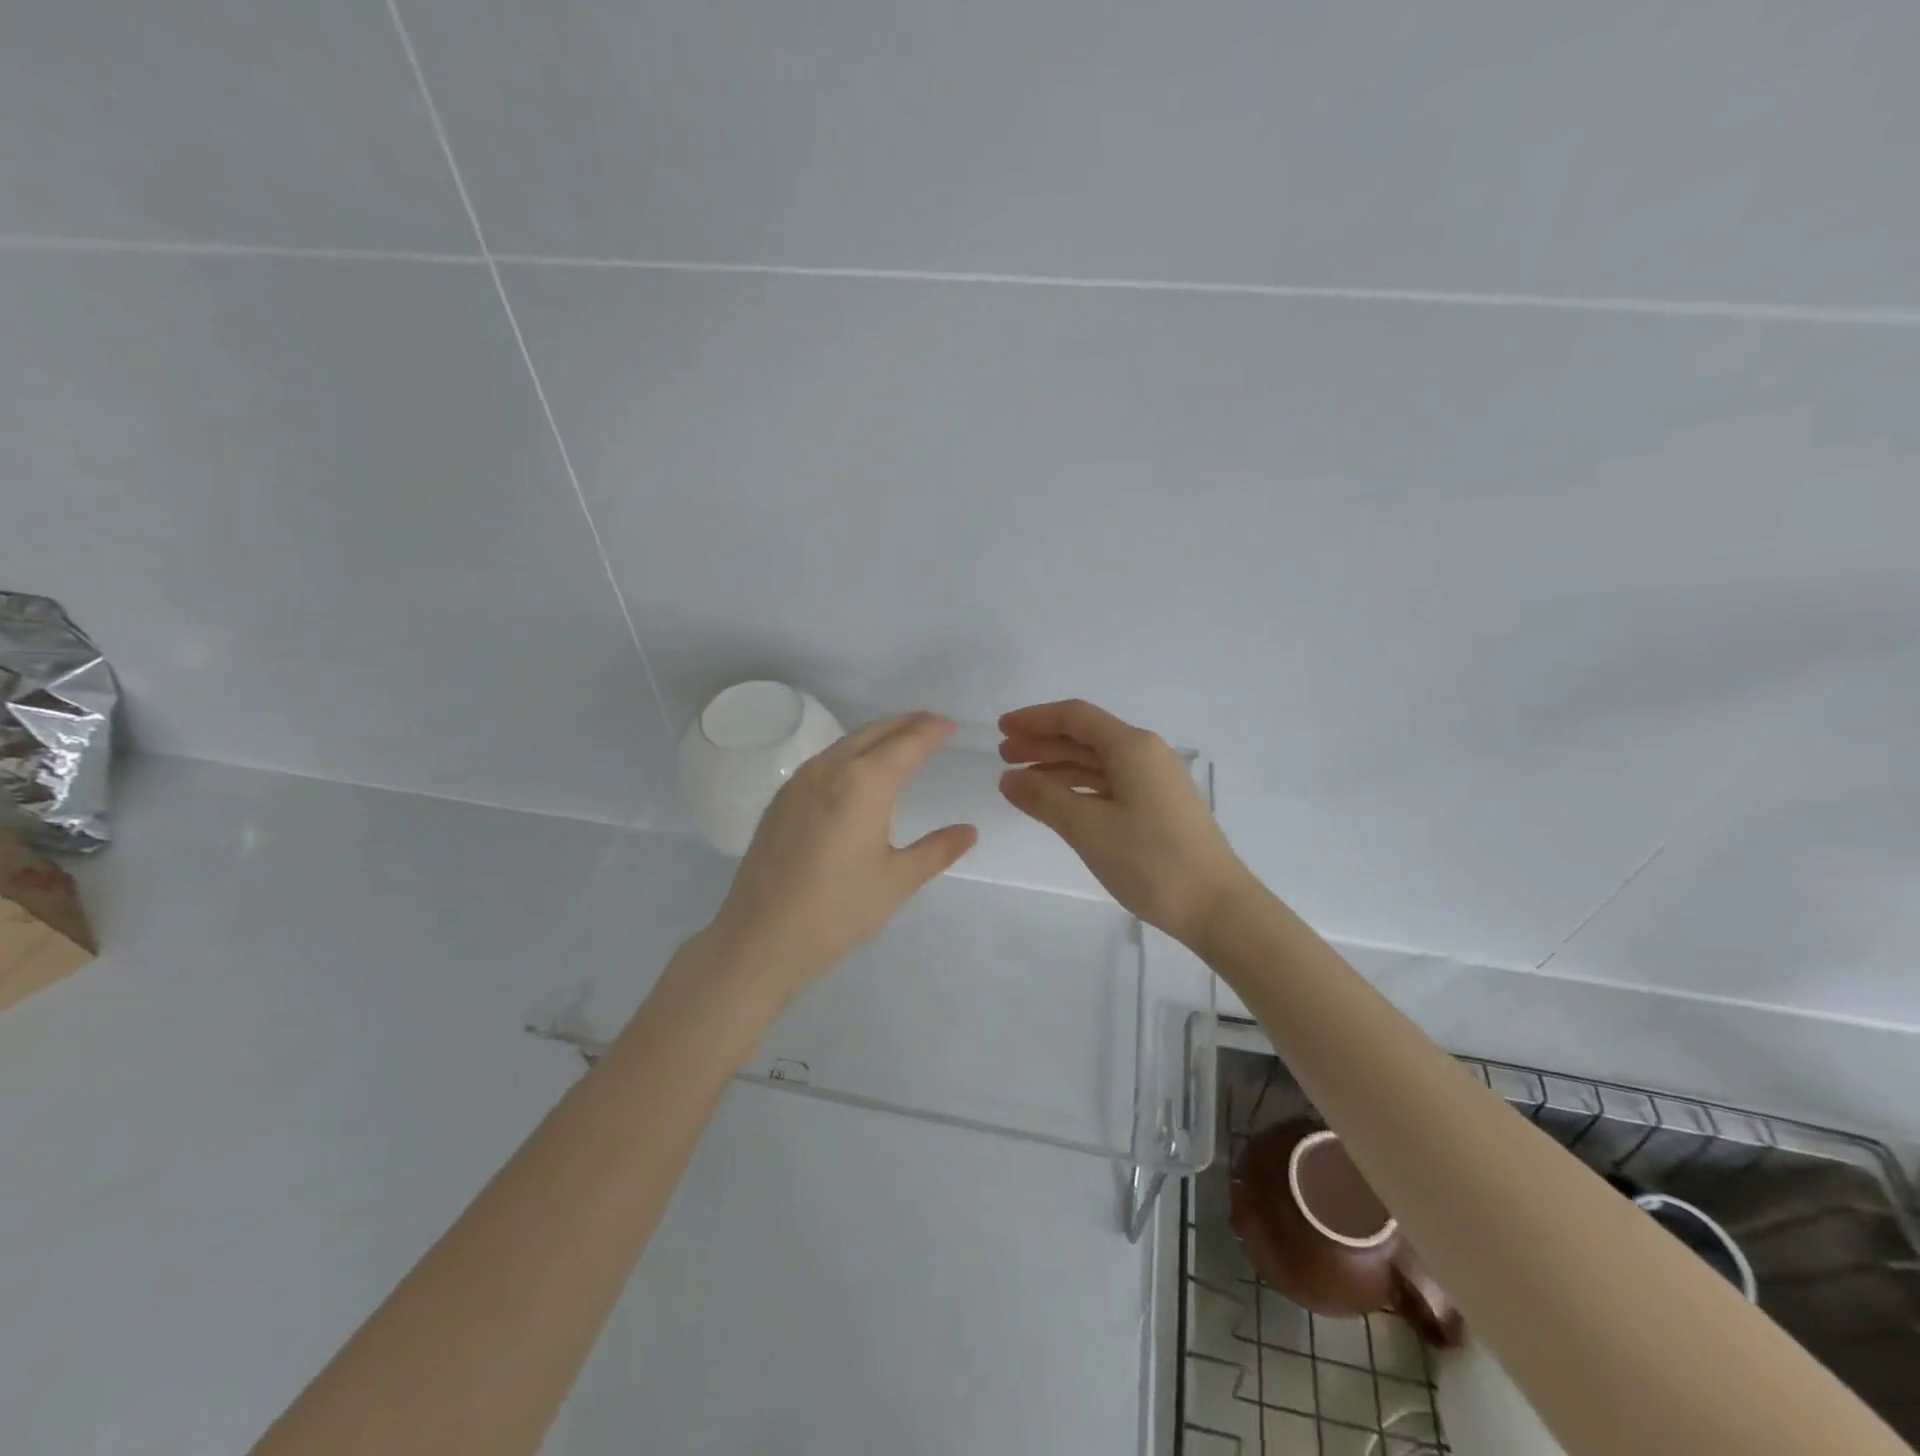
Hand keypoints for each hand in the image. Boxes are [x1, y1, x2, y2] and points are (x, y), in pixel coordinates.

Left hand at [704, 711, 977, 1000]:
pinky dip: (850, 753)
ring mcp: (799, 782)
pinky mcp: (780, 800)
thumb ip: (937, 850)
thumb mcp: (898, 881)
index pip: (906, 742)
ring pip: (845, 742)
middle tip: (931, 726)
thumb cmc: (838, 909)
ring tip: (899, 744)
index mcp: (864, 783)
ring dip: (876, 736)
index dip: (931, 730)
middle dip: (905, 723)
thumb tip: (968, 831)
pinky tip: (857, 774)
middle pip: (874, 732)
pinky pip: (824, 760)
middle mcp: (830, 769)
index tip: (950, 726)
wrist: (761, 937)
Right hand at [998, 699, 1255, 947]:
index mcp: (1132, 747)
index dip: (1034, 719)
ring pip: (1096, 762)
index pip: (1075, 717)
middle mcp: (1145, 754)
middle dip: (1042, 742)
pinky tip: (1057, 803)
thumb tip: (1008, 779)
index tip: (1001, 729)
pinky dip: (1078, 788)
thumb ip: (1044, 798)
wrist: (1217, 907)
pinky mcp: (1158, 807)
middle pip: (1085, 737)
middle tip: (1003, 756)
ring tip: (1021, 781)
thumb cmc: (1151, 861)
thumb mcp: (1088, 828)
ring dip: (1057, 766)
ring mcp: (1154, 781)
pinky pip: (1109, 784)